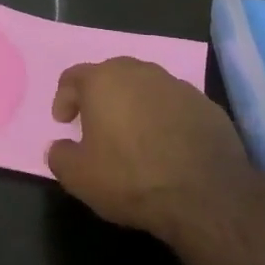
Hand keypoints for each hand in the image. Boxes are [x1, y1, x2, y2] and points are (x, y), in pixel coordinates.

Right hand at [46, 58, 260, 240]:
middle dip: (100, 96)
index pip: (73, 76)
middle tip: (96, 125)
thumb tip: (59, 147)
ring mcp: (176, 85)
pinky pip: (174, 104)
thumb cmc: (131, 178)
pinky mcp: (205, 103)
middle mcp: (140, 72)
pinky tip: (167, 145)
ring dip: (135, 105)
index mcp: (104, 80)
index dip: (64, 98)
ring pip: (146, 87)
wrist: (205, 193)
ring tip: (134, 136)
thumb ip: (60, 156)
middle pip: (111, 74)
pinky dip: (164, 118)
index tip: (64, 122)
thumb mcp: (79, 177)